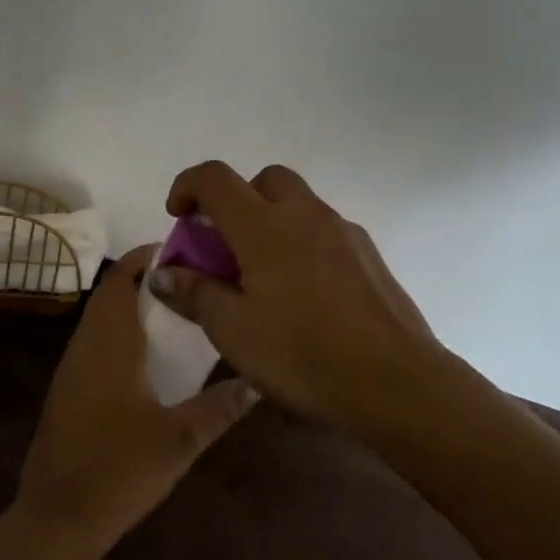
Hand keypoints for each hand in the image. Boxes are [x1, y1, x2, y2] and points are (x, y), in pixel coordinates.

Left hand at [16, 246, 257, 548]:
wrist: (55, 518)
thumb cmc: (118, 470)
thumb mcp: (179, 441)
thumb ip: (219, 408)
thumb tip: (257, 381)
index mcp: (110, 342)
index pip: (121, 278)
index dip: (144, 256)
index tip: (178, 249)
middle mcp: (86, 344)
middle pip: (110, 293)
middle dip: (142, 278)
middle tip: (185, 279)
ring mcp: (72, 366)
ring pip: (100, 317)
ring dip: (129, 304)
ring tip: (172, 309)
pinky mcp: (67, 388)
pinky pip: (94, 340)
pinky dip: (118, 330)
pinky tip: (145, 355)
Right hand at [147, 162, 436, 431]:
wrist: (396, 381)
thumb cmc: (303, 354)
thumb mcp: (234, 331)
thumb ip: (194, 294)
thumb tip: (163, 272)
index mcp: (263, 224)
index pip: (214, 178)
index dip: (187, 186)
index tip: (178, 216)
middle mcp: (304, 213)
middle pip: (264, 179)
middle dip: (237, 199)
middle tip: (226, 244)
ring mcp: (342, 230)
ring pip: (299, 202)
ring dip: (272, 219)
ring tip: (264, 274)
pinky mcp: (368, 253)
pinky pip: (325, 229)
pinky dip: (303, 241)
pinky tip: (306, 293)